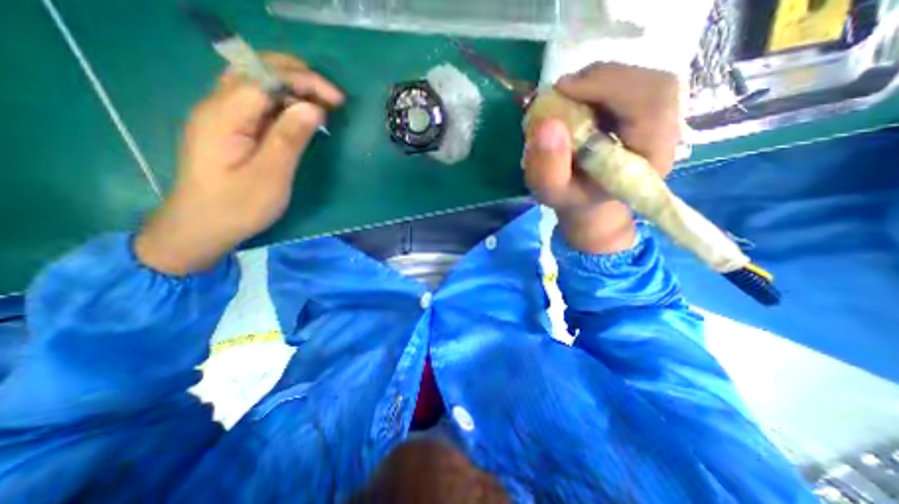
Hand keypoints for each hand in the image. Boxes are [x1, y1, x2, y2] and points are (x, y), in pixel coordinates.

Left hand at [136, 52, 344, 273]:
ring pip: (257, 82)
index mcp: (224, 115)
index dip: (304, 81)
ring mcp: (221, 115)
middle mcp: (218, 105)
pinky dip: (283, 101)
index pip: (265, 77)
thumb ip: (289, 138)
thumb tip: (314, 108)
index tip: (337, 100)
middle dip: (299, 77)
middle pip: (257, 70)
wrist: (202, 226)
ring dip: (292, 87)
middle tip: (332, 99)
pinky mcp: (229, 127)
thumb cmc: (238, 206)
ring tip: (322, 104)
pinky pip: (257, 101)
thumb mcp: (270, 175)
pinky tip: (300, 115)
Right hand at [525, 63, 677, 252]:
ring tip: (567, 95)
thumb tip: (547, 124)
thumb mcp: (551, 192)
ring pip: (642, 78)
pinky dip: (599, 83)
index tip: (562, 89)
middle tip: (561, 90)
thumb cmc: (571, 197)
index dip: (610, 86)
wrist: (587, 199)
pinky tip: (578, 98)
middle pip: (652, 84)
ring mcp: (660, 120)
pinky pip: (632, 83)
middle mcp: (666, 135)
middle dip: (602, 80)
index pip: (652, 103)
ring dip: (598, 80)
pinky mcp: (647, 111)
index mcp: (650, 159)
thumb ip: (547, 168)